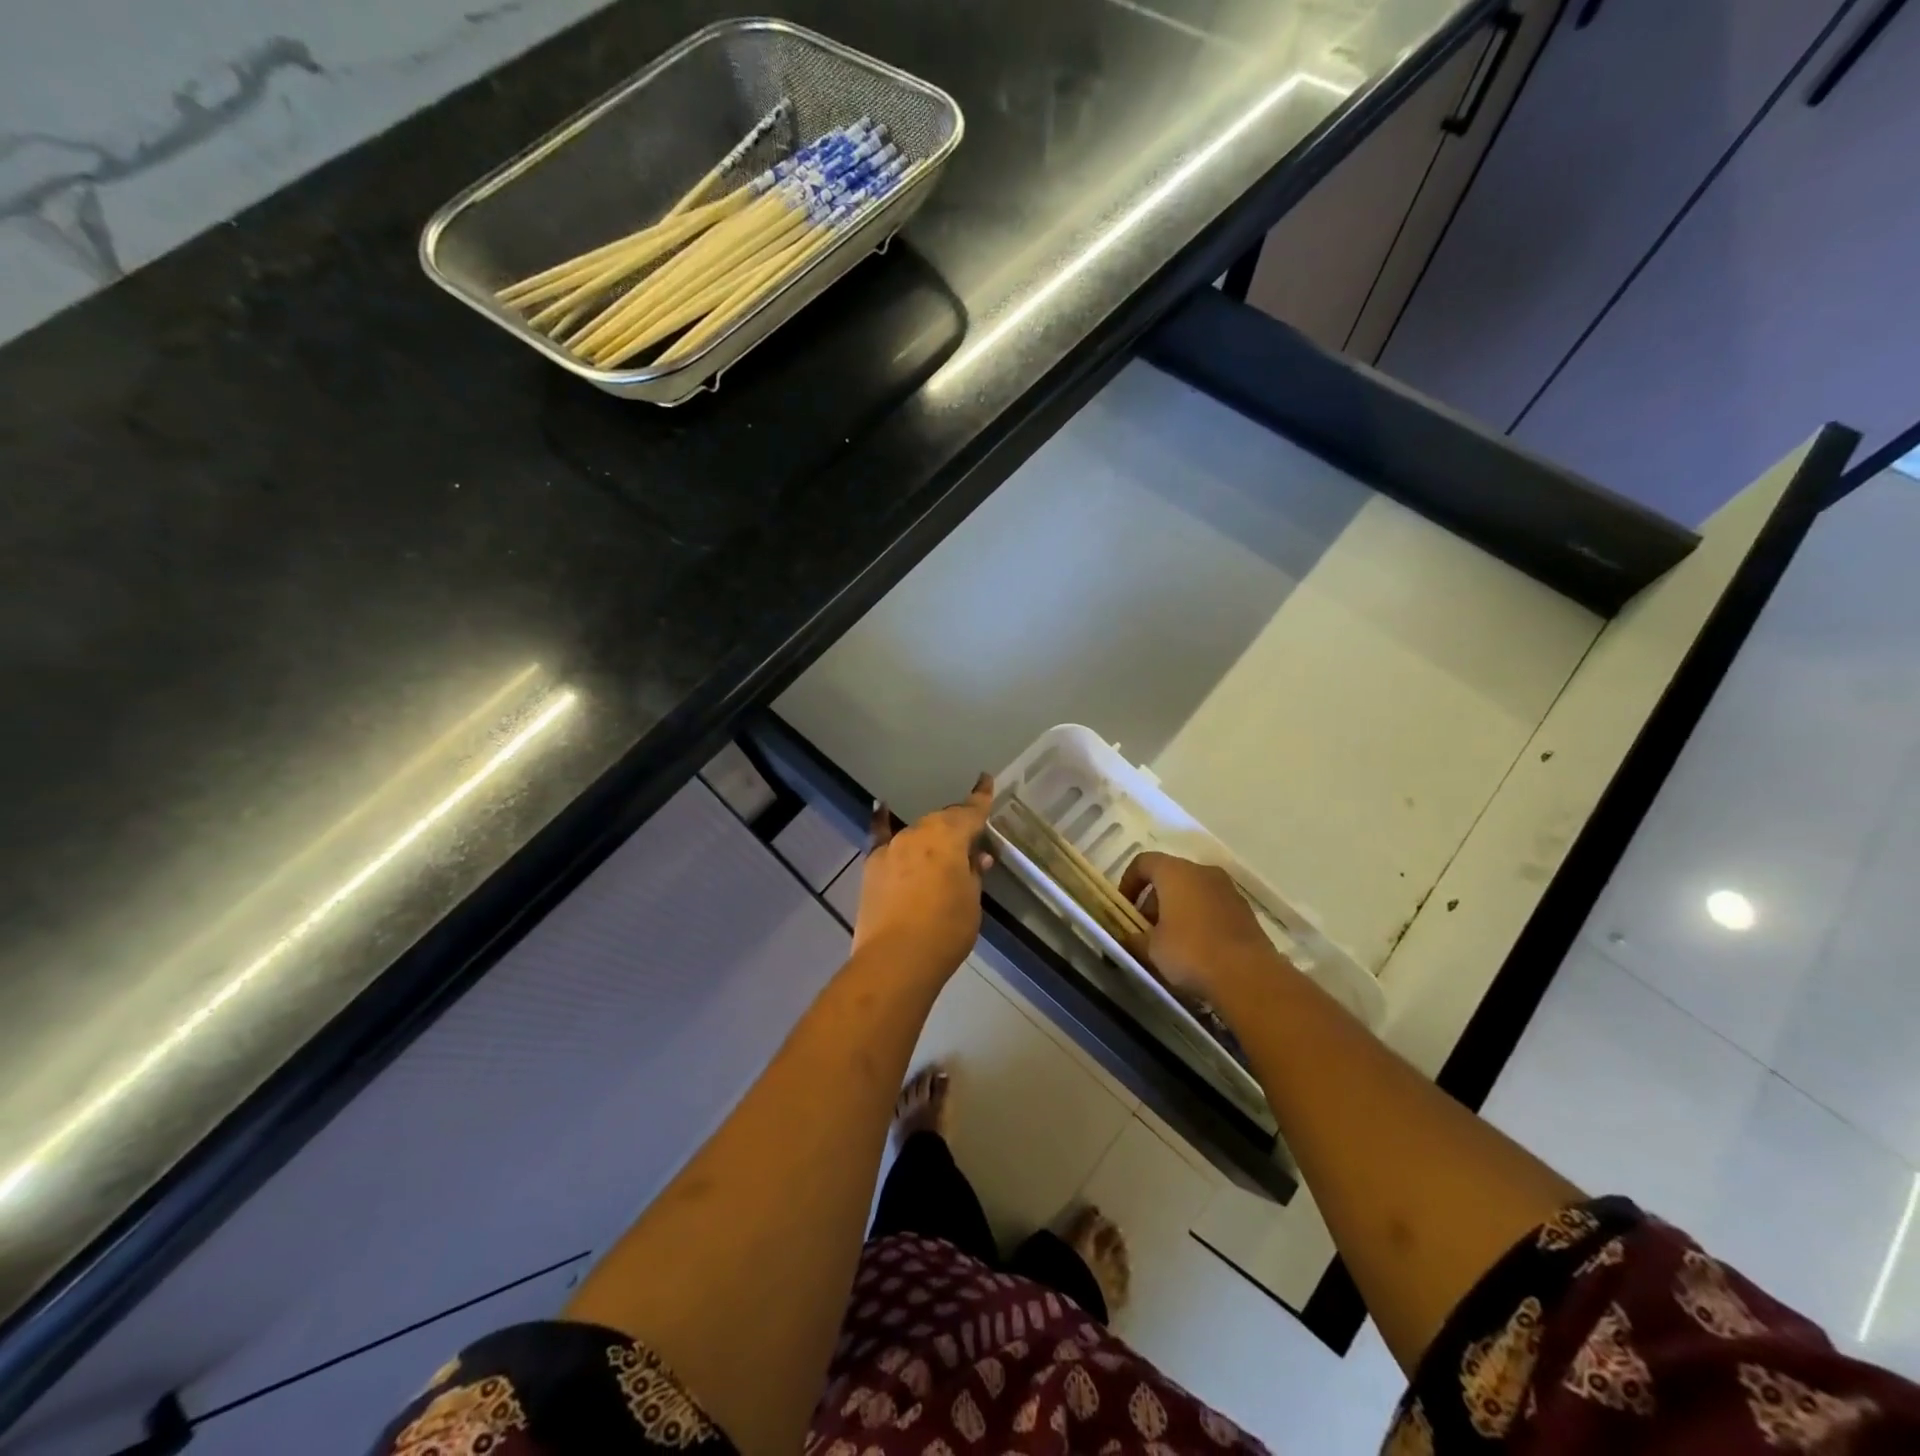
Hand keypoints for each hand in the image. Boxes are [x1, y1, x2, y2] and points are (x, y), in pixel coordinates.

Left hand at [854, 774, 995, 980]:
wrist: (895, 960)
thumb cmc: (946, 931)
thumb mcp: (971, 902)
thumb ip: (972, 873)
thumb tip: (976, 857)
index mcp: (949, 836)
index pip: (970, 812)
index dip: (980, 797)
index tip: (985, 780)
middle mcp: (919, 833)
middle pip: (942, 822)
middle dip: (957, 826)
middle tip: (971, 837)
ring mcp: (892, 848)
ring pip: (918, 833)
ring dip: (931, 837)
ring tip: (942, 847)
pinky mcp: (872, 866)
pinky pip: (880, 837)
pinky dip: (882, 822)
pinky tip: (881, 807)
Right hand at [1118, 852, 1291, 1004]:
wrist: (1248, 976)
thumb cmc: (1190, 952)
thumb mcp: (1151, 948)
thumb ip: (1136, 938)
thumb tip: (1130, 937)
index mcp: (1176, 872)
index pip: (1144, 862)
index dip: (1129, 882)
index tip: (1124, 908)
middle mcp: (1203, 872)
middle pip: (1170, 876)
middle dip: (1154, 899)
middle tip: (1146, 928)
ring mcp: (1228, 890)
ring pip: (1194, 891)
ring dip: (1178, 909)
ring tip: (1170, 941)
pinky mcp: (1245, 911)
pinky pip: (1213, 907)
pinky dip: (1200, 919)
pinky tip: (1197, 948)